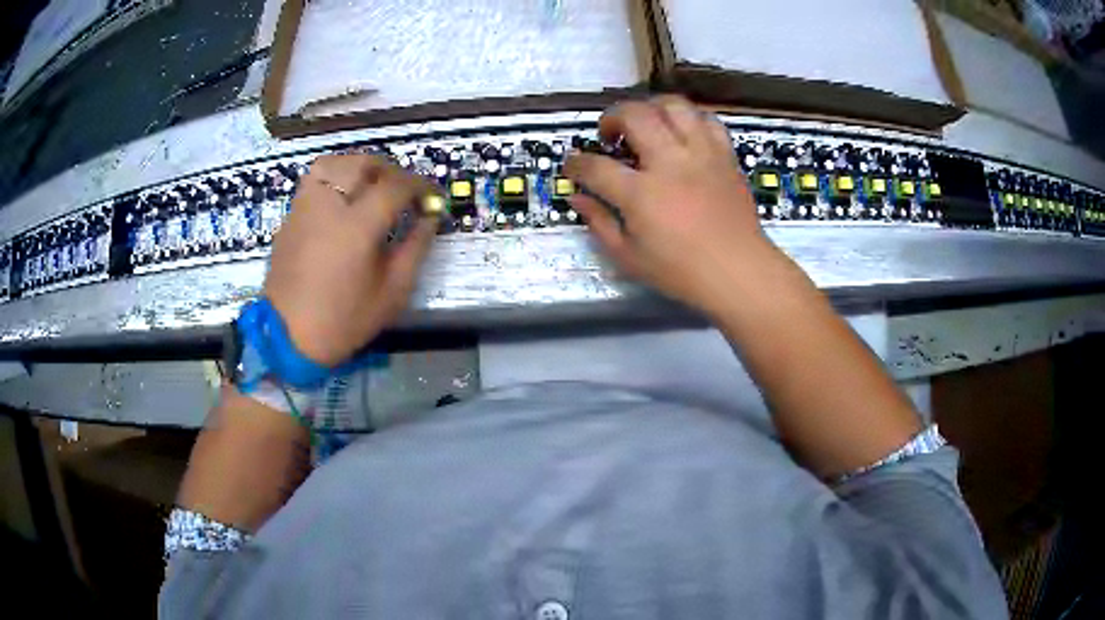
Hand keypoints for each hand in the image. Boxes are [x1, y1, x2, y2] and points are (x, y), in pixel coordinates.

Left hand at [263, 155, 438, 365]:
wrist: (287, 337)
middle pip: (363, 163)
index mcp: (357, 226)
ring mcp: (305, 207)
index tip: (432, 198)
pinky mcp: (290, 217)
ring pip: (333, 163)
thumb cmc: (343, 320)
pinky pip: (314, 182)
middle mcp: (329, 206)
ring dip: (358, 167)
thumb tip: (430, 218)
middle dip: (390, 170)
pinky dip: (334, 179)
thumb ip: (416, 248)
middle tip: (402, 190)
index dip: (421, 186)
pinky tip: (342, 202)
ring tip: (370, 186)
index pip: (396, 185)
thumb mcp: (392, 292)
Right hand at [564, 96, 779, 313]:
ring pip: (673, 105)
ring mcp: (701, 154)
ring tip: (646, 124)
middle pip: (634, 115)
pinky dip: (689, 119)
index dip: (576, 164)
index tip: (572, 166)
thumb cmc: (682, 272)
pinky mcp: (724, 155)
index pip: (595, 166)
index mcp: (641, 193)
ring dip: (650, 108)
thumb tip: (578, 198)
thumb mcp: (630, 257)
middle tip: (610, 135)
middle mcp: (670, 162)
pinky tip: (682, 133)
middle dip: (611, 117)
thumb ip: (600, 223)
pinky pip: (707, 120)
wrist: (739, 272)